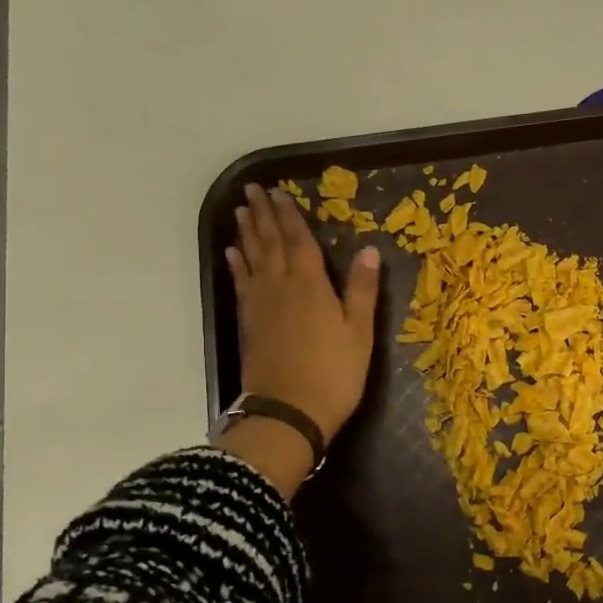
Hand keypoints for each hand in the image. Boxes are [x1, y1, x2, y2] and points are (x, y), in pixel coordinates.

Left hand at [225, 183, 380, 444]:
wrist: (288, 412)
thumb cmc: (334, 374)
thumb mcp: (360, 333)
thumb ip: (362, 289)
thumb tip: (370, 249)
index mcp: (311, 285)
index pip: (299, 241)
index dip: (290, 215)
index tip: (278, 191)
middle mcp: (281, 286)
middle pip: (270, 243)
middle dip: (263, 215)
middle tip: (252, 189)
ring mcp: (261, 305)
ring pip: (252, 259)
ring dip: (247, 233)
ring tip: (241, 211)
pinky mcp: (249, 324)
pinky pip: (241, 285)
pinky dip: (236, 266)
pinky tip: (232, 254)